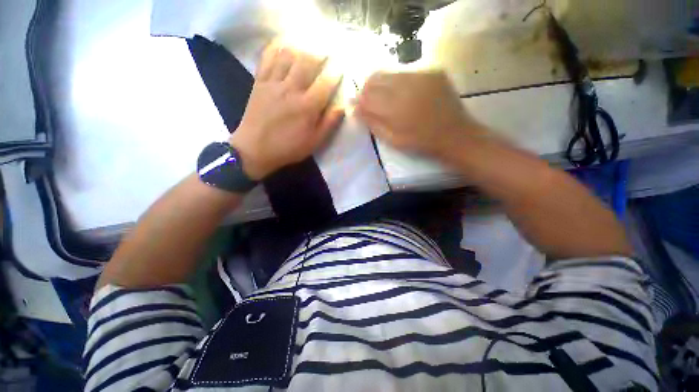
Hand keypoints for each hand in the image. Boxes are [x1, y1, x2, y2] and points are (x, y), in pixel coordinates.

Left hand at [229, 42, 343, 179]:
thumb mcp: (314, 142)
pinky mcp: (259, 82)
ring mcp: (273, 83)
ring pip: (288, 55)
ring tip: (308, 47)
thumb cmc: (288, 148)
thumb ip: (329, 123)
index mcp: (307, 107)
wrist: (255, 149)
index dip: (335, 72)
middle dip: (320, 54)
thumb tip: (342, 107)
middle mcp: (291, 90)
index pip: (325, 82)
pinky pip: (267, 58)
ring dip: (301, 48)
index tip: (341, 67)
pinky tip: (283, 44)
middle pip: (307, 62)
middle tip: (327, 53)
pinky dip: (275, 47)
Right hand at [356, 71, 485, 160]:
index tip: (357, 105)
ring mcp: (422, 74)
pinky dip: (399, 81)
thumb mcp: (392, 140)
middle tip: (369, 101)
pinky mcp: (434, 70)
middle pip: (376, 78)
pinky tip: (404, 93)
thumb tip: (355, 109)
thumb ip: (373, 123)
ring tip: (386, 97)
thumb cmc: (421, 142)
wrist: (455, 135)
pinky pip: (407, 71)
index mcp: (396, 107)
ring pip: (390, 72)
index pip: (367, 96)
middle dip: (367, 88)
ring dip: (382, 83)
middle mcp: (407, 85)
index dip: (359, 100)